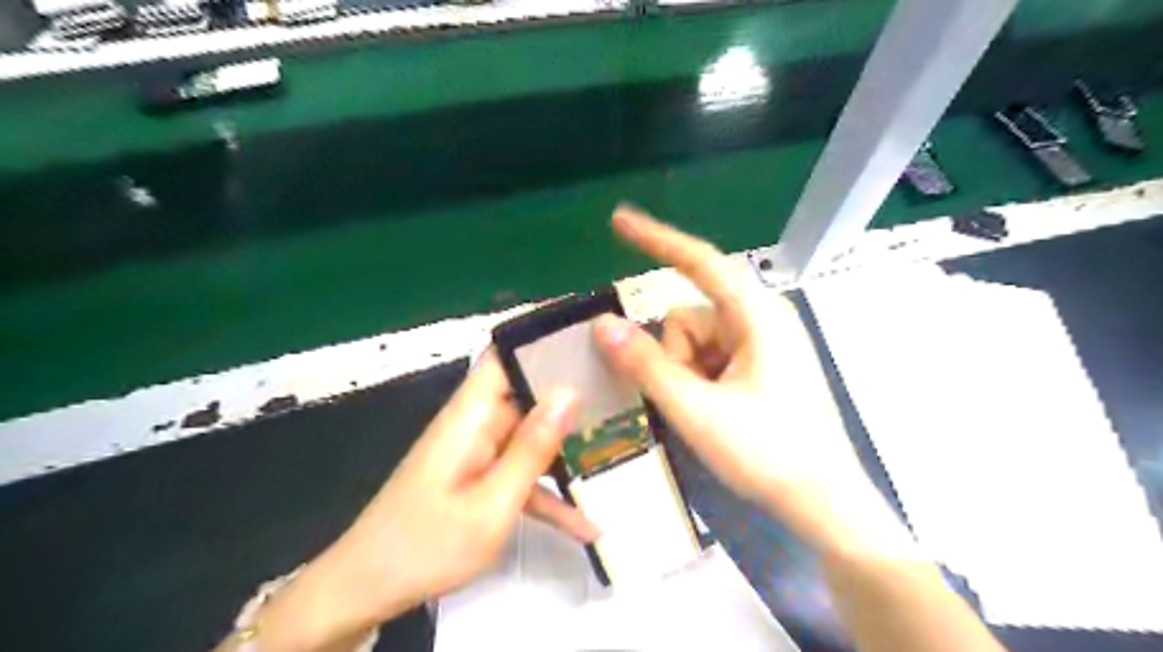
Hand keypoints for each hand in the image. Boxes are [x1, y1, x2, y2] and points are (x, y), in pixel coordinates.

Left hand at [255, 355, 598, 649]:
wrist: (368, 590)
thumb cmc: (427, 544)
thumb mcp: (491, 504)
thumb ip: (532, 448)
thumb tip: (570, 393)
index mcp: (471, 415)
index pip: (504, 355)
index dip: (541, 340)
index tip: (589, 338)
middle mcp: (475, 423)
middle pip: (527, 394)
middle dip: (572, 394)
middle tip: (623, 396)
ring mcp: (477, 452)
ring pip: (530, 436)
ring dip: (567, 446)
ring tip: (618, 445)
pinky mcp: (479, 478)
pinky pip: (519, 474)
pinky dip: (547, 491)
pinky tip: (586, 522)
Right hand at [593, 206, 912, 555]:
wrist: (824, 502)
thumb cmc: (768, 453)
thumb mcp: (697, 410)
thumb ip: (645, 365)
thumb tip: (601, 323)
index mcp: (757, 316)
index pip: (700, 262)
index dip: (657, 239)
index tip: (619, 221)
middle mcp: (761, 319)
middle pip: (688, 318)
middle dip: (673, 357)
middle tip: (688, 402)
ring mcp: (762, 344)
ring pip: (695, 343)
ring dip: (685, 375)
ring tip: (706, 414)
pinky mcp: (760, 366)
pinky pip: (710, 358)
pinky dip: (698, 380)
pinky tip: (715, 413)